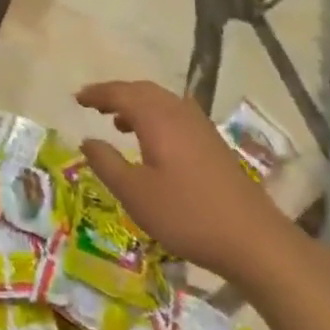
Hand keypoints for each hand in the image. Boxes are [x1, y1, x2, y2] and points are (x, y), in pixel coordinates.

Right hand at [77, 80, 299, 294]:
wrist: (252, 239)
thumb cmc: (187, 215)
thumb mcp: (136, 194)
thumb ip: (107, 163)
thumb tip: (87, 141)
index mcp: (157, 119)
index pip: (121, 93)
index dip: (97, 94)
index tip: (77, 98)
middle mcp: (179, 112)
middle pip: (142, 90)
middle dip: (116, 94)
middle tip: (94, 104)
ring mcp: (200, 126)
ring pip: (161, 101)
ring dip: (136, 104)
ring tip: (117, 121)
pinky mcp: (212, 142)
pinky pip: (175, 113)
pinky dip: (155, 115)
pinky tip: (152, 140)